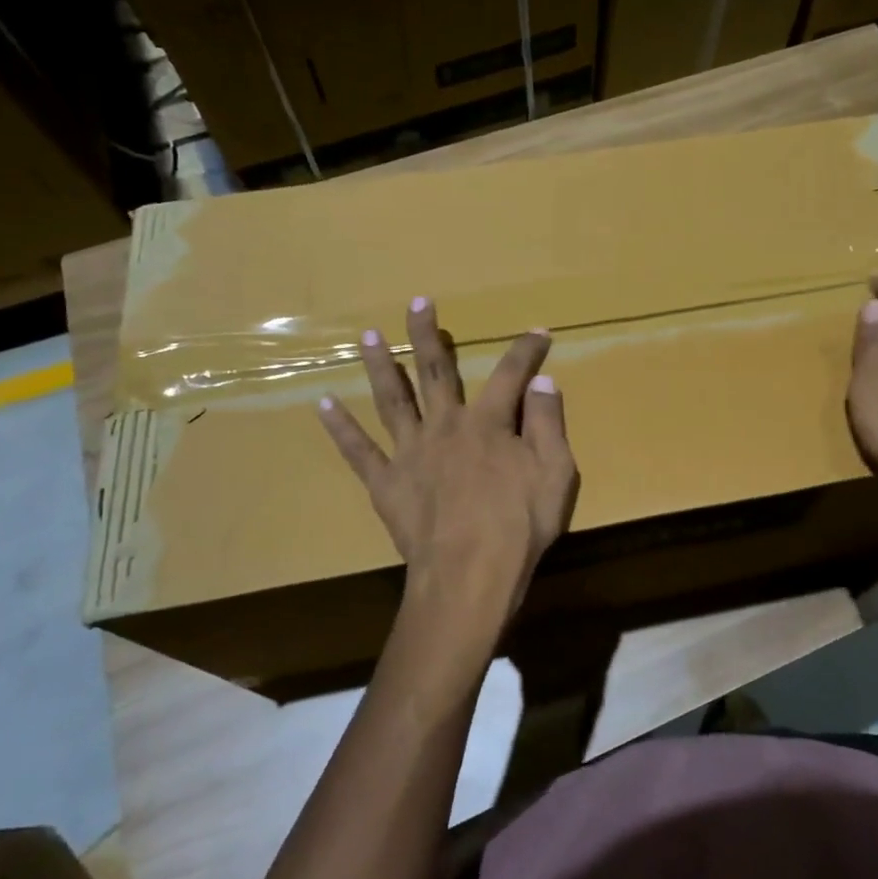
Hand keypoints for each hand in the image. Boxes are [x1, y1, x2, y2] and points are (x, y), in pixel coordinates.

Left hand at [317, 298, 578, 632]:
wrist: (470, 576)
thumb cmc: (520, 525)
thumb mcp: (555, 472)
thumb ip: (547, 423)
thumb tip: (543, 381)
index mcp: (488, 423)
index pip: (511, 374)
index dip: (526, 350)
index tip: (538, 331)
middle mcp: (445, 426)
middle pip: (435, 372)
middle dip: (428, 335)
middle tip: (417, 302)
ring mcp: (410, 453)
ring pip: (392, 400)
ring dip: (379, 366)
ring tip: (367, 336)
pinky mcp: (386, 483)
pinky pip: (359, 451)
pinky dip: (340, 428)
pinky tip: (322, 404)